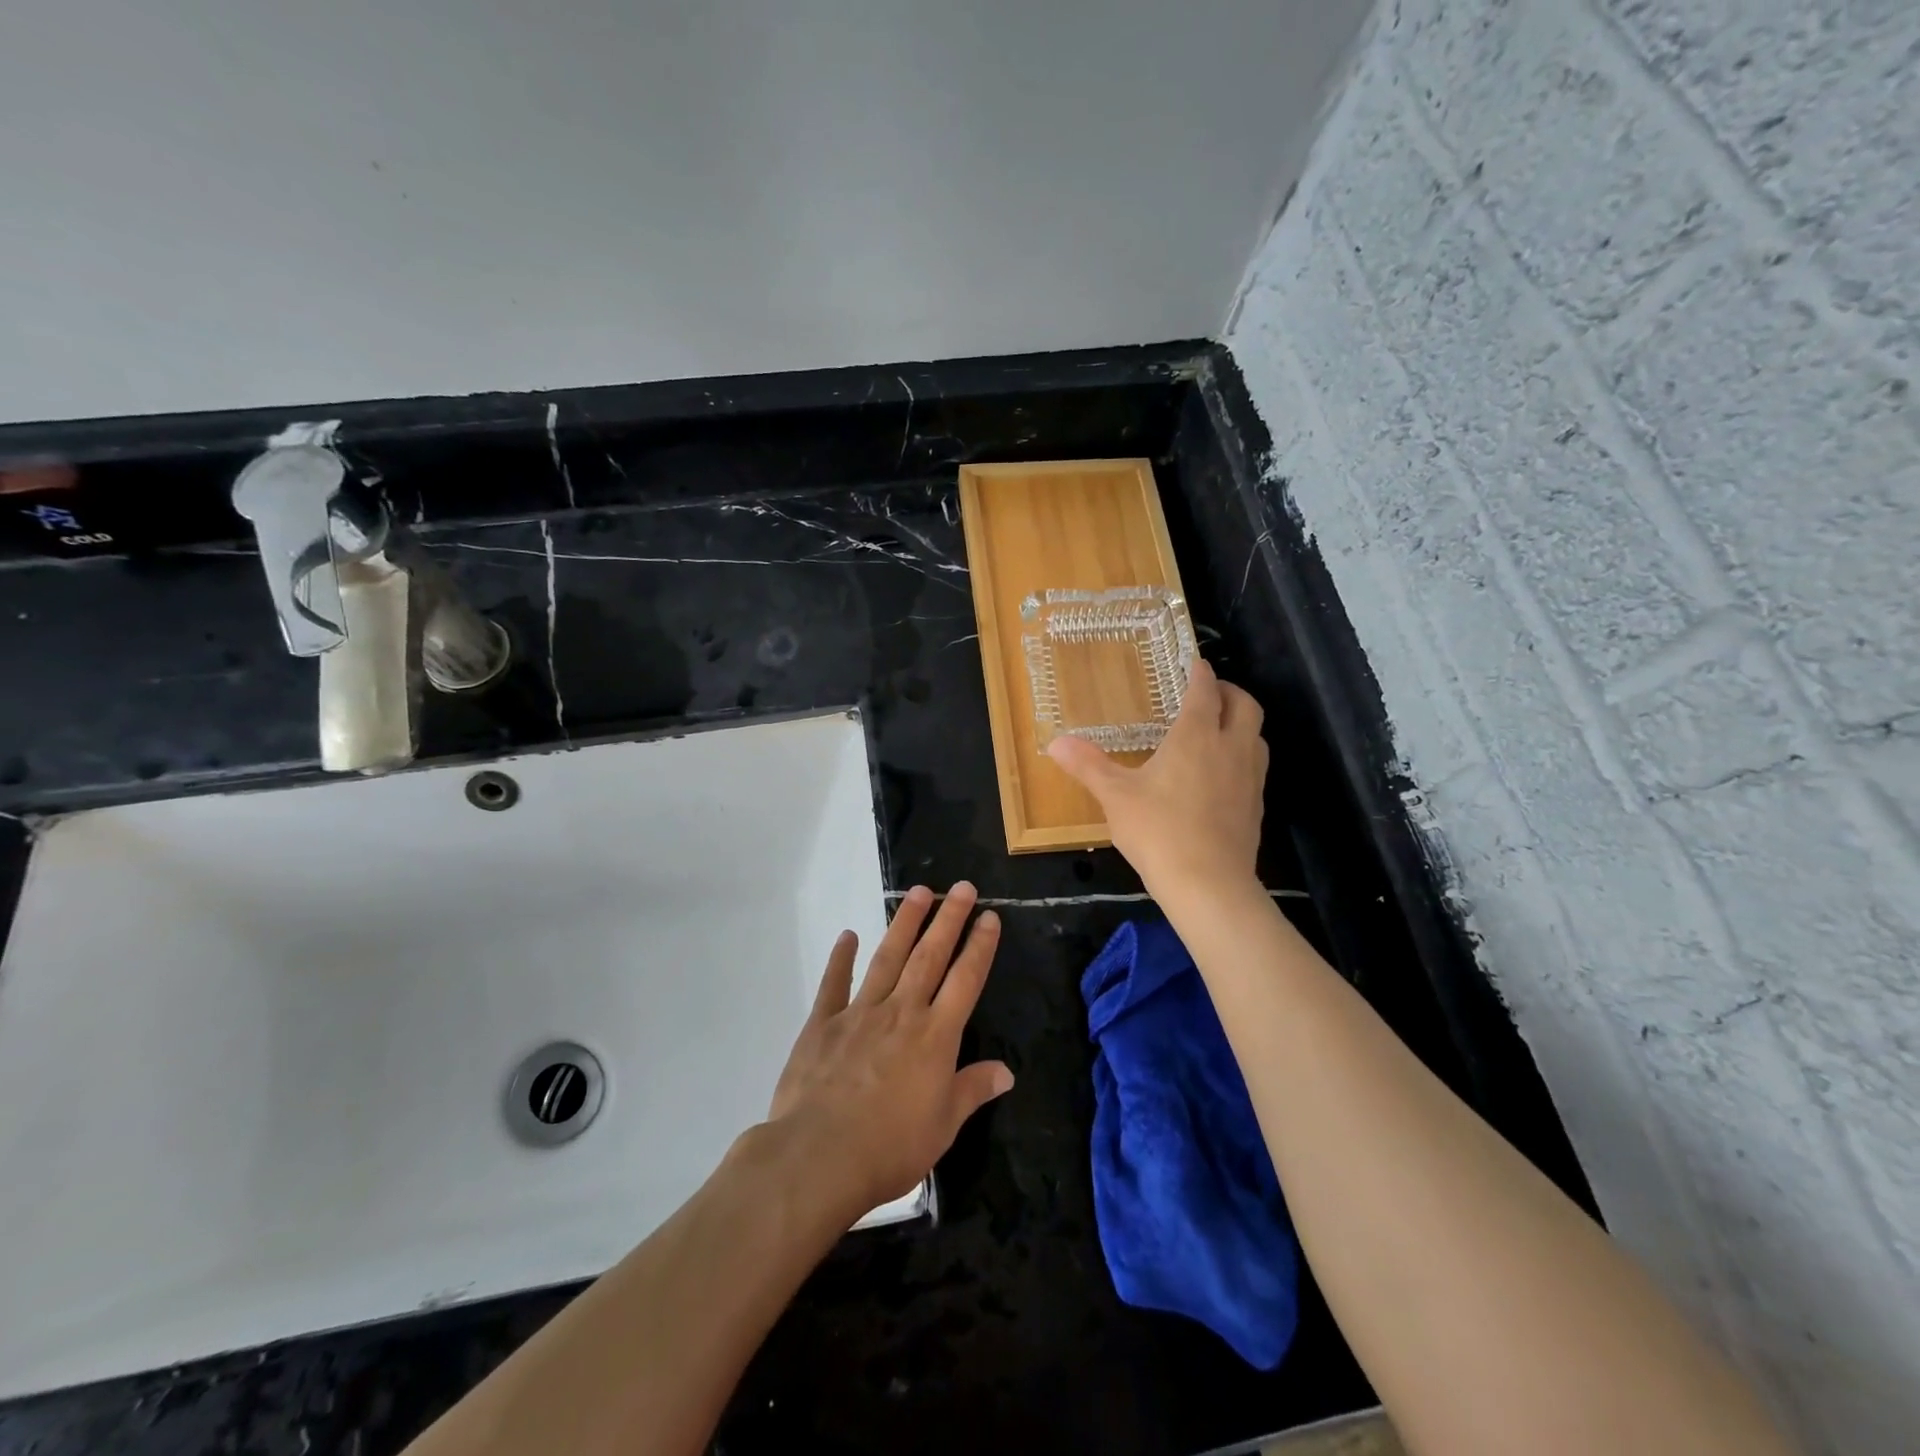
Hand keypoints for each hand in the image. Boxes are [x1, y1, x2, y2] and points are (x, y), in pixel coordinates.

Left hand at [767, 882, 1012, 1216]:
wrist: (819, 1157)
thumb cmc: (890, 1147)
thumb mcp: (944, 1126)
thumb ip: (973, 1090)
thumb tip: (1006, 1071)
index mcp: (935, 1036)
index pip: (965, 980)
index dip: (980, 946)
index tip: (989, 916)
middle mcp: (902, 1012)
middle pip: (930, 956)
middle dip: (948, 919)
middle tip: (961, 886)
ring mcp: (860, 1012)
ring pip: (888, 958)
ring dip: (904, 923)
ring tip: (918, 892)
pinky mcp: (823, 1023)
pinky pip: (834, 983)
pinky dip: (841, 958)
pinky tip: (847, 935)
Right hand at [1047, 658, 1268, 901]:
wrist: (1209, 884)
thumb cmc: (1159, 830)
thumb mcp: (1115, 796)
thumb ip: (1088, 765)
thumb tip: (1056, 742)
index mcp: (1196, 736)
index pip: (1205, 691)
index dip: (1200, 673)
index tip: (1194, 662)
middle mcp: (1230, 748)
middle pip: (1245, 705)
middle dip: (1230, 691)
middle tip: (1209, 692)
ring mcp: (1250, 778)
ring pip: (1257, 735)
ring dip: (1241, 723)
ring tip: (1217, 729)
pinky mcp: (1255, 806)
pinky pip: (1255, 766)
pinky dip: (1242, 755)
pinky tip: (1221, 774)